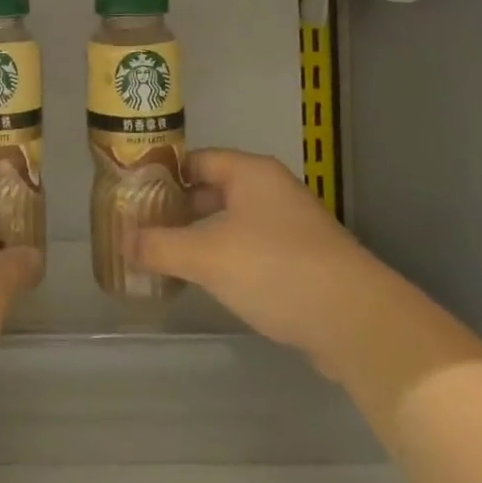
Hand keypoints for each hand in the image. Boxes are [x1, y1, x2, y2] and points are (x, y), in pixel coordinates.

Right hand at [129, 149, 363, 362]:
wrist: (357, 321)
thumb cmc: (274, 269)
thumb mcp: (205, 255)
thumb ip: (159, 246)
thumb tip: (124, 243)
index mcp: (249, 172)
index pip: (194, 160)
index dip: (162, 176)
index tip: (134, 198)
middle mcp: (271, 189)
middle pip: (212, 190)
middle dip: (178, 211)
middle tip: (144, 231)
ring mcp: (291, 225)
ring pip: (232, 222)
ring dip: (201, 237)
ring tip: (167, 259)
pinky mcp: (303, 259)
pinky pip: (252, 248)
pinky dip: (227, 259)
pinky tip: (209, 282)